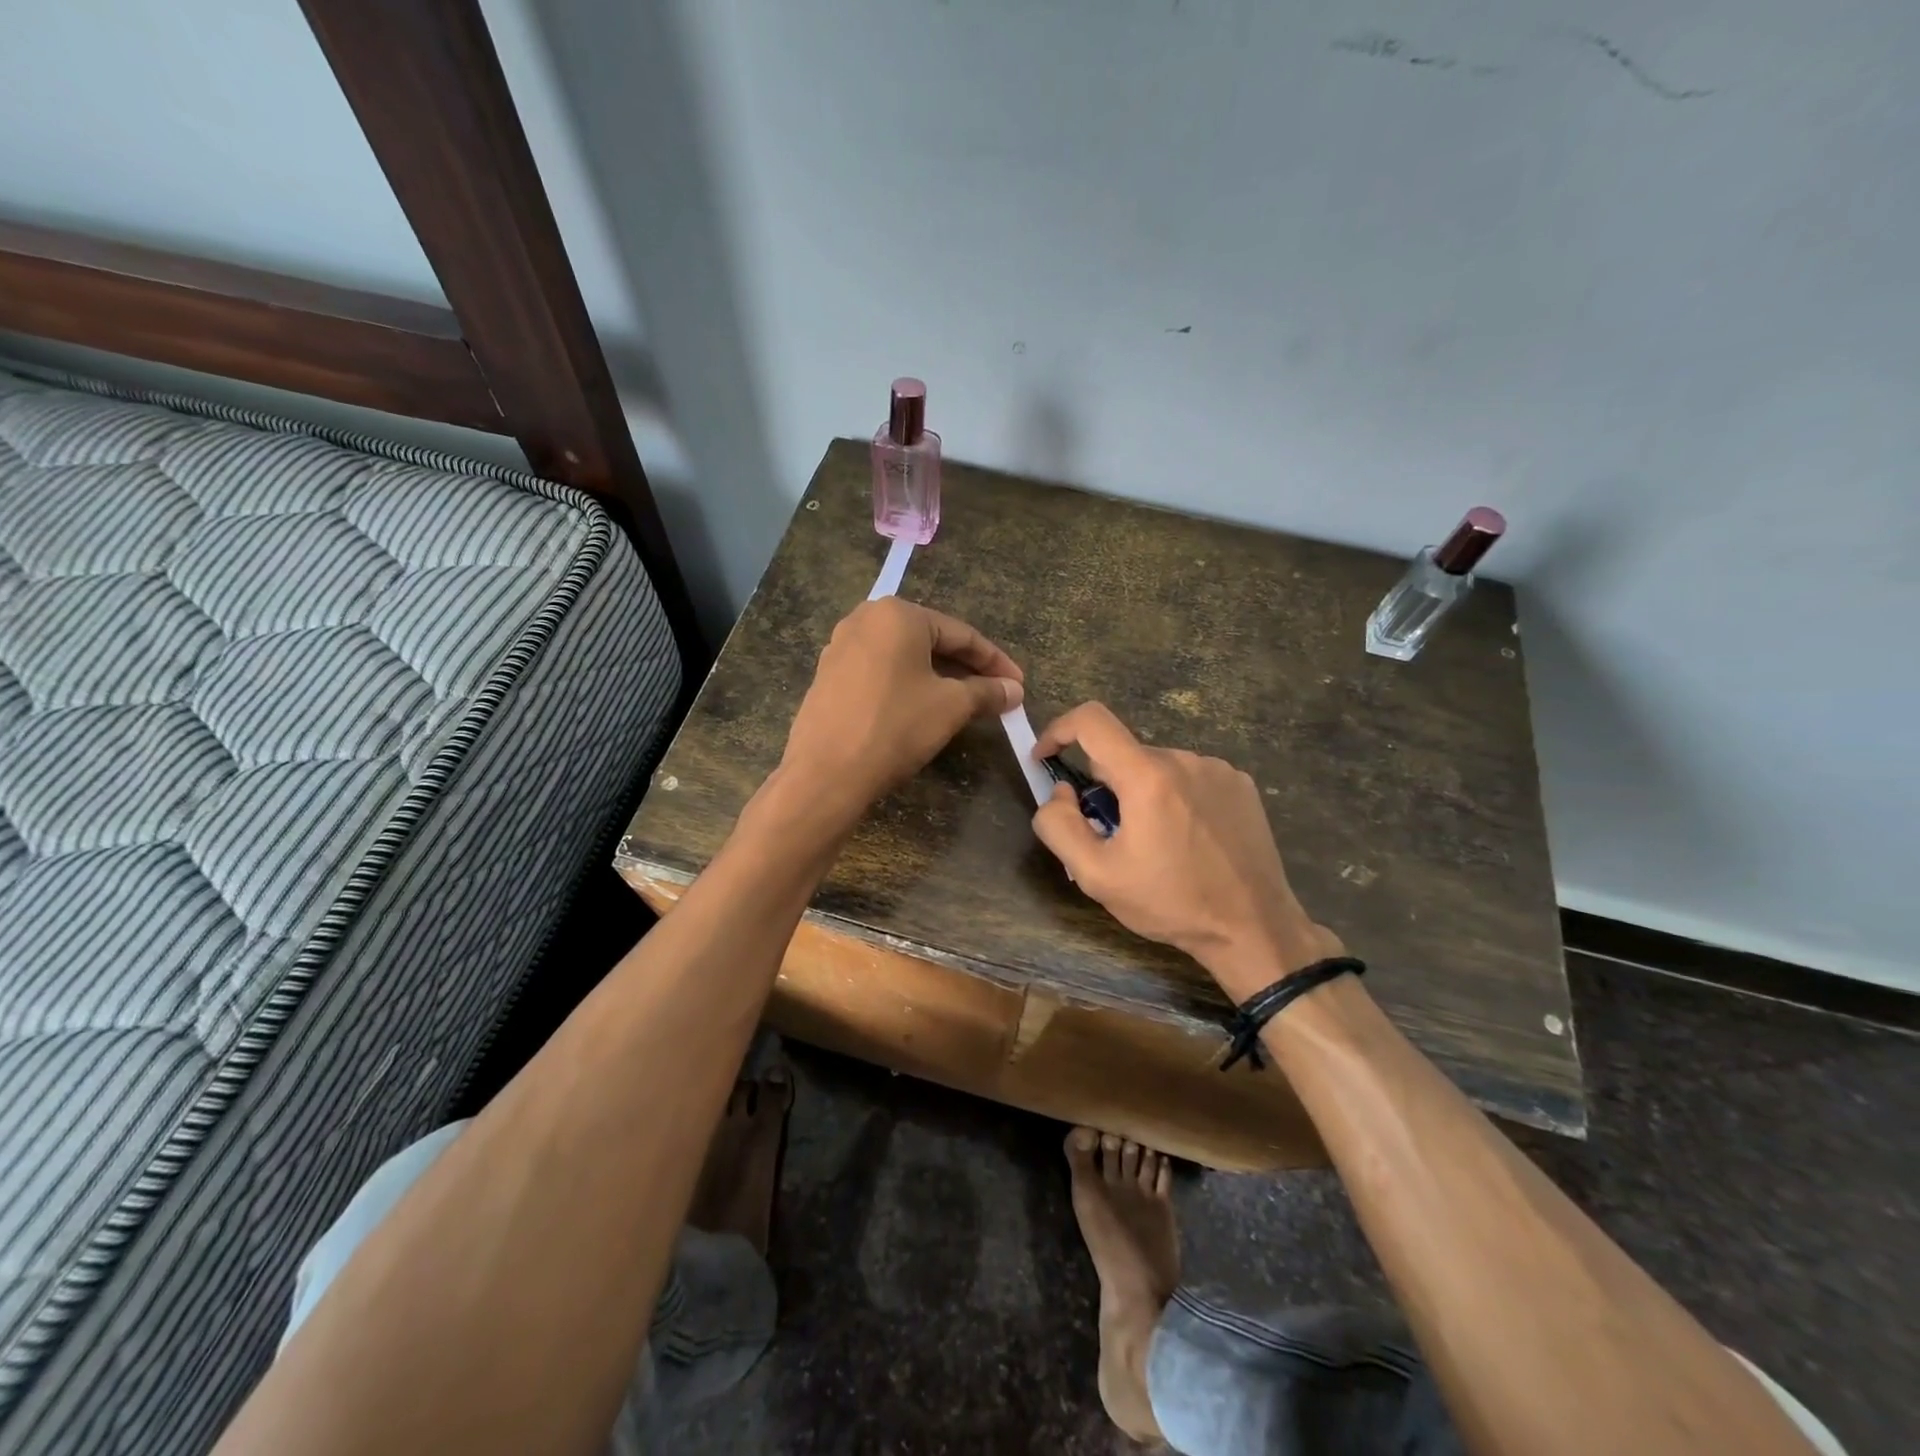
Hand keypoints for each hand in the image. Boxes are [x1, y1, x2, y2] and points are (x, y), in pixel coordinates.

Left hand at [780, 598, 1023, 821]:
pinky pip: (880, 672)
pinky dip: (907, 685)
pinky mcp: (828, 676)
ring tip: (964, 702)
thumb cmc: (895, 727)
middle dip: (965, 668)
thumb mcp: (951, 707)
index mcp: (897, 615)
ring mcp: (840, 647)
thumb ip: (986, 692)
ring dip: (937, 678)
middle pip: (930, 641)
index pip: (960, 634)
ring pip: (903, 658)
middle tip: (994, 693)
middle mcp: (865, 619)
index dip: (994, 661)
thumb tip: (1013, 690)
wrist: (826, 774)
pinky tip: (922, 708)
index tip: (1018, 684)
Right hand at [1032, 702, 1342, 1000]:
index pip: (1091, 720)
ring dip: (1142, 794)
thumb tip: (1060, 791)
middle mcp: (1184, 759)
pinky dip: (1175, 798)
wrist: (1254, 927)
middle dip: (1106, 788)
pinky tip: (1189, 840)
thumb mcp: (1096, 876)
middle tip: (1112, 837)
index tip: (1046, 759)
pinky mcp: (1241, 784)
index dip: (1058, 730)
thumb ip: (1059, 825)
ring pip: (1156, 768)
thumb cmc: (1170, 903)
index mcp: (1148, 776)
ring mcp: (1218, 769)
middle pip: (1123, 755)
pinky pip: (1190, 777)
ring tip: (1156, 845)